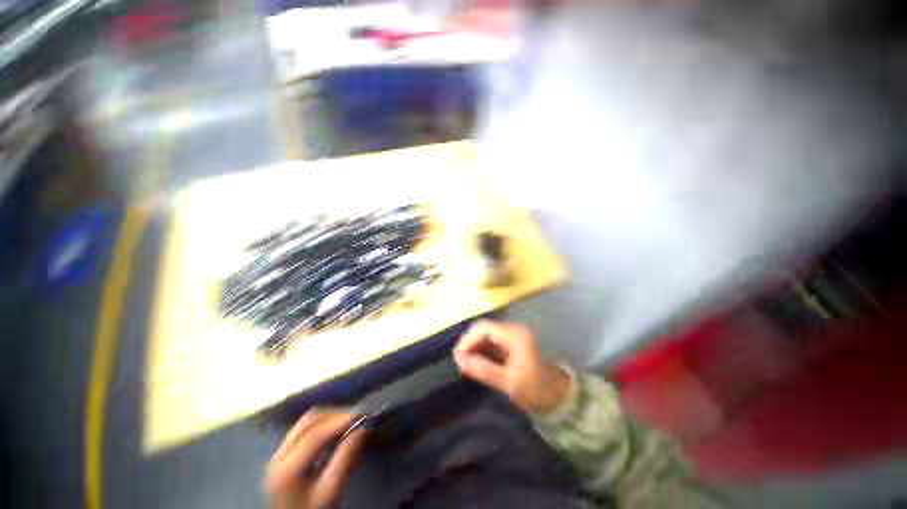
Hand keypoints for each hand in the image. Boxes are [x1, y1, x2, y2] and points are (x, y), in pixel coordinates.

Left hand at [266, 409, 367, 508]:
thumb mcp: (331, 491)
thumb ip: (346, 458)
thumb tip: (365, 426)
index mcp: (288, 468)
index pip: (315, 434)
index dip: (340, 420)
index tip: (363, 413)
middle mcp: (279, 456)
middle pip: (309, 422)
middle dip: (336, 414)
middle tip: (358, 415)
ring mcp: (279, 454)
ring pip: (306, 423)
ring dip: (330, 417)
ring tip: (350, 420)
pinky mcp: (284, 455)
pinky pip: (304, 430)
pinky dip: (323, 424)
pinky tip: (336, 430)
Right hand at [453, 320, 570, 414]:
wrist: (560, 398)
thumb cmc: (536, 389)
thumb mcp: (508, 382)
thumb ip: (482, 369)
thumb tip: (459, 359)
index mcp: (514, 335)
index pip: (484, 328)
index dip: (468, 339)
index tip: (457, 356)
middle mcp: (514, 330)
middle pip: (485, 329)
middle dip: (470, 342)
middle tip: (459, 360)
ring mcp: (514, 336)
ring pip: (488, 335)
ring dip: (476, 346)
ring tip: (466, 363)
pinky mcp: (514, 344)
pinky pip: (494, 342)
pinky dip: (483, 350)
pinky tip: (477, 362)